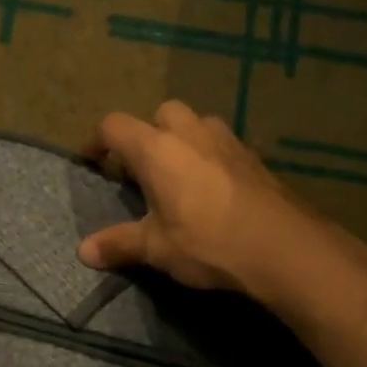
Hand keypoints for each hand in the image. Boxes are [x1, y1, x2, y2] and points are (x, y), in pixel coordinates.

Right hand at [77, 100, 328, 295]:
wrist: (282, 246)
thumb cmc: (207, 242)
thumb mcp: (156, 248)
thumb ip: (119, 244)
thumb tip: (84, 253)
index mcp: (157, 149)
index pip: (114, 126)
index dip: (97, 140)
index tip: (92, 161)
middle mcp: (190, 133)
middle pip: (160, 114)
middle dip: (147, 134)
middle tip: (142, 169)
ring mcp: (227, 140)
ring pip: (196, 123)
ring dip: (182, 140)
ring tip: (179, 176)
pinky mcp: (254, 157)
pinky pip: (222, 144)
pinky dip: (210, 156)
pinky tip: (213, 189)